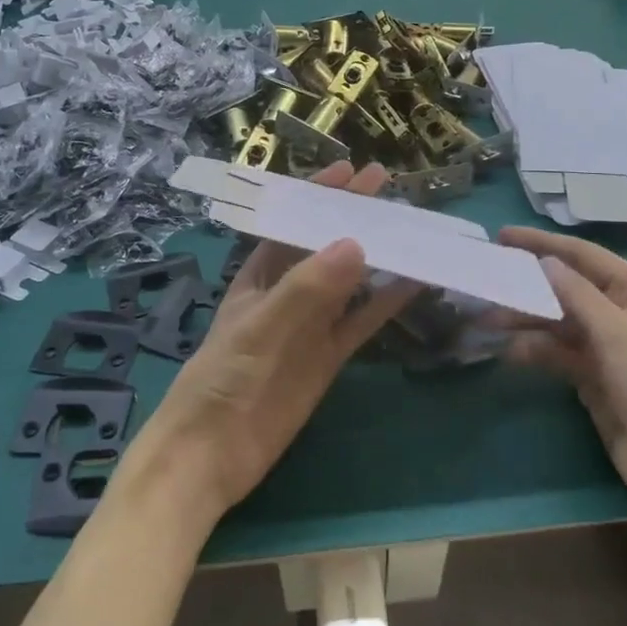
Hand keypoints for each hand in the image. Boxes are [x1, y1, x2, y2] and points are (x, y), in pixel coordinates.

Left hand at [128, 161, 418, 525]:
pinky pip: (361, 322)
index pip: (292, 223)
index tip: (351, 170)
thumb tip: (356, 243)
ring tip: (411, 228)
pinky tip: (414, 284)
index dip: (318, 196)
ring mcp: (310, 326)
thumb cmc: (222, 379)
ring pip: (350, 282)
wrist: (211, 455)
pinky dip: (386, 303)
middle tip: (389, 188)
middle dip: (353, 217)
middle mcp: (287, 294)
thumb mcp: (260, 326)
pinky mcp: (327, 358)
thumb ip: (307, 289)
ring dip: (376, 256)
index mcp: (259, 276)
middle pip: (325, 246)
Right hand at [499, 228, 626, 523]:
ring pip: (557, 320)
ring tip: (486, 320)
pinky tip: (508, 351)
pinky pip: (557, 351)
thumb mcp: (616, 332)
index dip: (542, 244)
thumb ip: (576, 293)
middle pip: (566, 287)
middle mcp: (621, 310)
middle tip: (487, 277)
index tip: (503, 236)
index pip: (583, 256)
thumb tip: (545, 262)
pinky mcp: (593, 374)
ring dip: (524, 319)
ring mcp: (606, 344)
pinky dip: (534, 349)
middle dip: (527, 284)